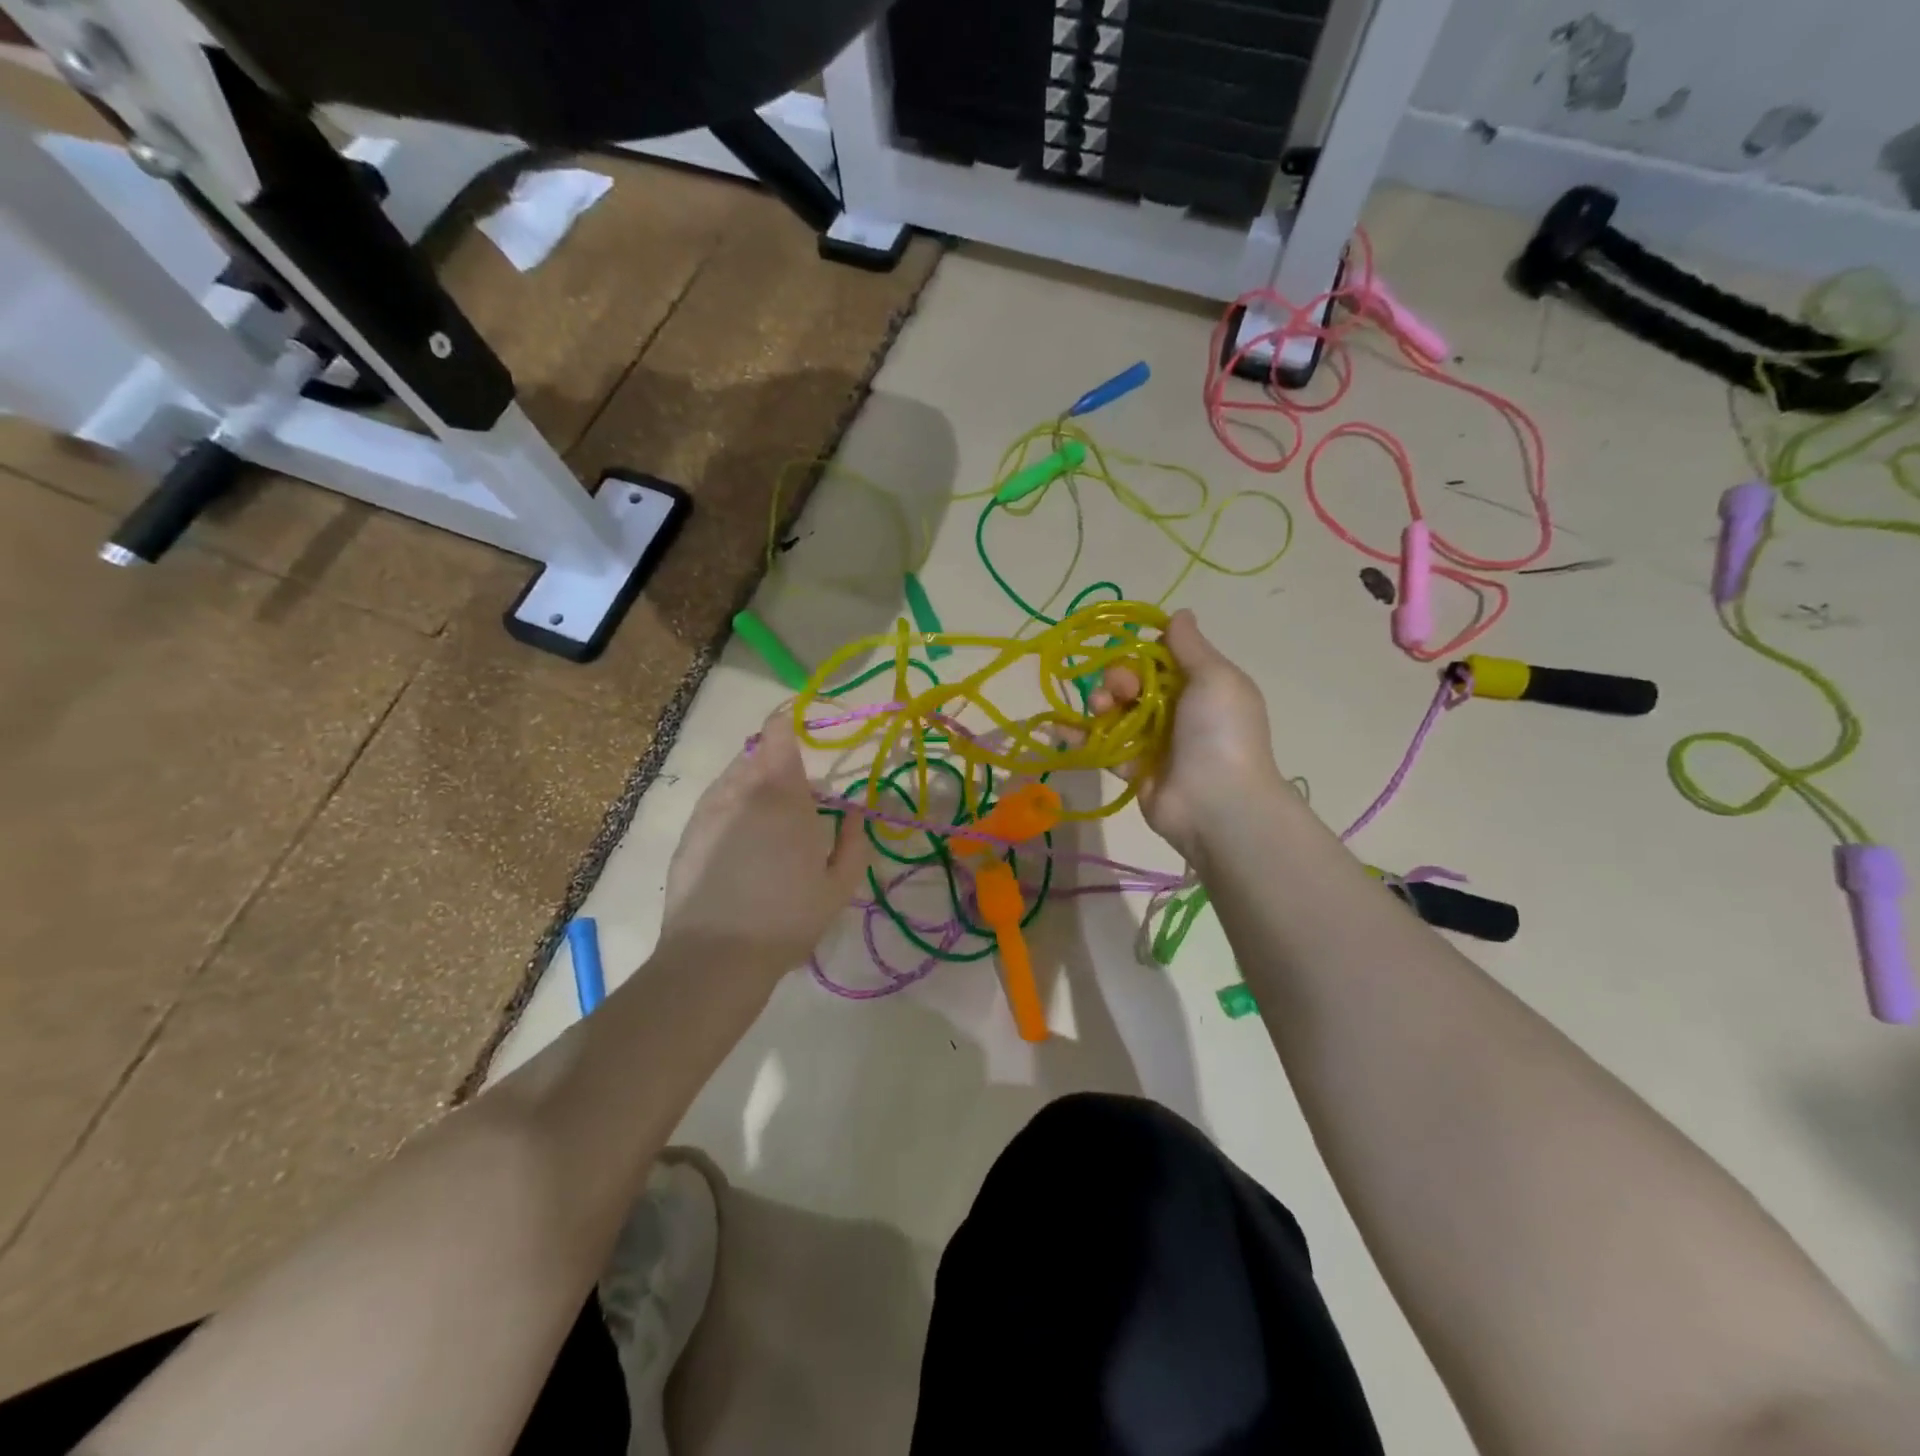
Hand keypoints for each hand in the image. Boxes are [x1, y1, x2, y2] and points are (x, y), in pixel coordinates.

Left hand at [658, 711, 866, 979]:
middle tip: (799, 798)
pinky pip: (715, 802)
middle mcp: (741, 791)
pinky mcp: (689, 833)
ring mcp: (709, 811)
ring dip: (754, 784)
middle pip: (756, 754)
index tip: (803, 736)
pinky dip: (732, 806)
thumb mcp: (839, 886)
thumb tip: (855, 812)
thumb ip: (854, 841)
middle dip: (778, 764)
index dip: (789, 726)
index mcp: (782, 794)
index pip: (778, 734)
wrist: (715, 957)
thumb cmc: (787, 918)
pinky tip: (742, 841)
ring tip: (770, 821)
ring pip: (733, 777)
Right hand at [1090, 609, 1286, 858]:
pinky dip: (1079, 736)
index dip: (1141, 652)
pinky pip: (1101, 746)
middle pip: (1132, 682)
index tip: (1131, 652)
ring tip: (1099, 710)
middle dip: (1118, 678)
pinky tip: (1058, 727)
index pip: (1160, 658)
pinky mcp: (1132, 769)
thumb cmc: (1220, 733)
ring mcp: (1153, 741)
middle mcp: (1175, 710)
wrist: (1218, 804)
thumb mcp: (1215, 678)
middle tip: (1121, 691)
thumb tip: (1180, 613)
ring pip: (1114, 711)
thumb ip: (1190, 646)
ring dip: (1099, 703)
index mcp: (1199, 685)